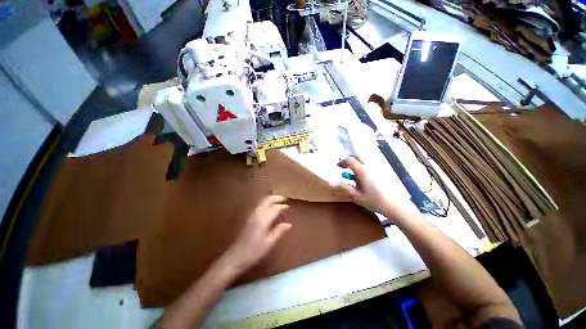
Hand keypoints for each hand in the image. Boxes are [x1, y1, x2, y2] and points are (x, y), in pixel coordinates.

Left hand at [223, 196, 291, 273]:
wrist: (236, 257)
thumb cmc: (254, 251)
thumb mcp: (269, 243)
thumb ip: (279, 231)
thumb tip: (289, 224)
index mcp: (263, 219)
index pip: (274, 208)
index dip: (282, 206)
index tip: (288, 206)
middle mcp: (257, 214)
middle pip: (266, 200)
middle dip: (275, 198)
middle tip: (283, 199)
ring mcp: (252, 215)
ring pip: (261, 202)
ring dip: (270, 199)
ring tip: (277, 201)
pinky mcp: (249, 218)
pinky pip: (259, 206)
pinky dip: (265, 203)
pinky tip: (268, 208)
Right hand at [333, 157, 417, 219]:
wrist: (395, 205)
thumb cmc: (374, 200)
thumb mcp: (356, 195)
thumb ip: (343, 187)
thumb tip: (330, 183)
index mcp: (362, 170)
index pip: (349, 160)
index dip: (342, 161)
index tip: (338, 166)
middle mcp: (369, 165)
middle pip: (357, 156)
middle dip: (349, 160)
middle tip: (345, 167)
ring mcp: (377, 167)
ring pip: (364, 160)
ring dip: (356, 164)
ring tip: (353, 175)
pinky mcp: (382, 171)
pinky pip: (370, 165)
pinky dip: (363, 167)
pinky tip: (364, 179)